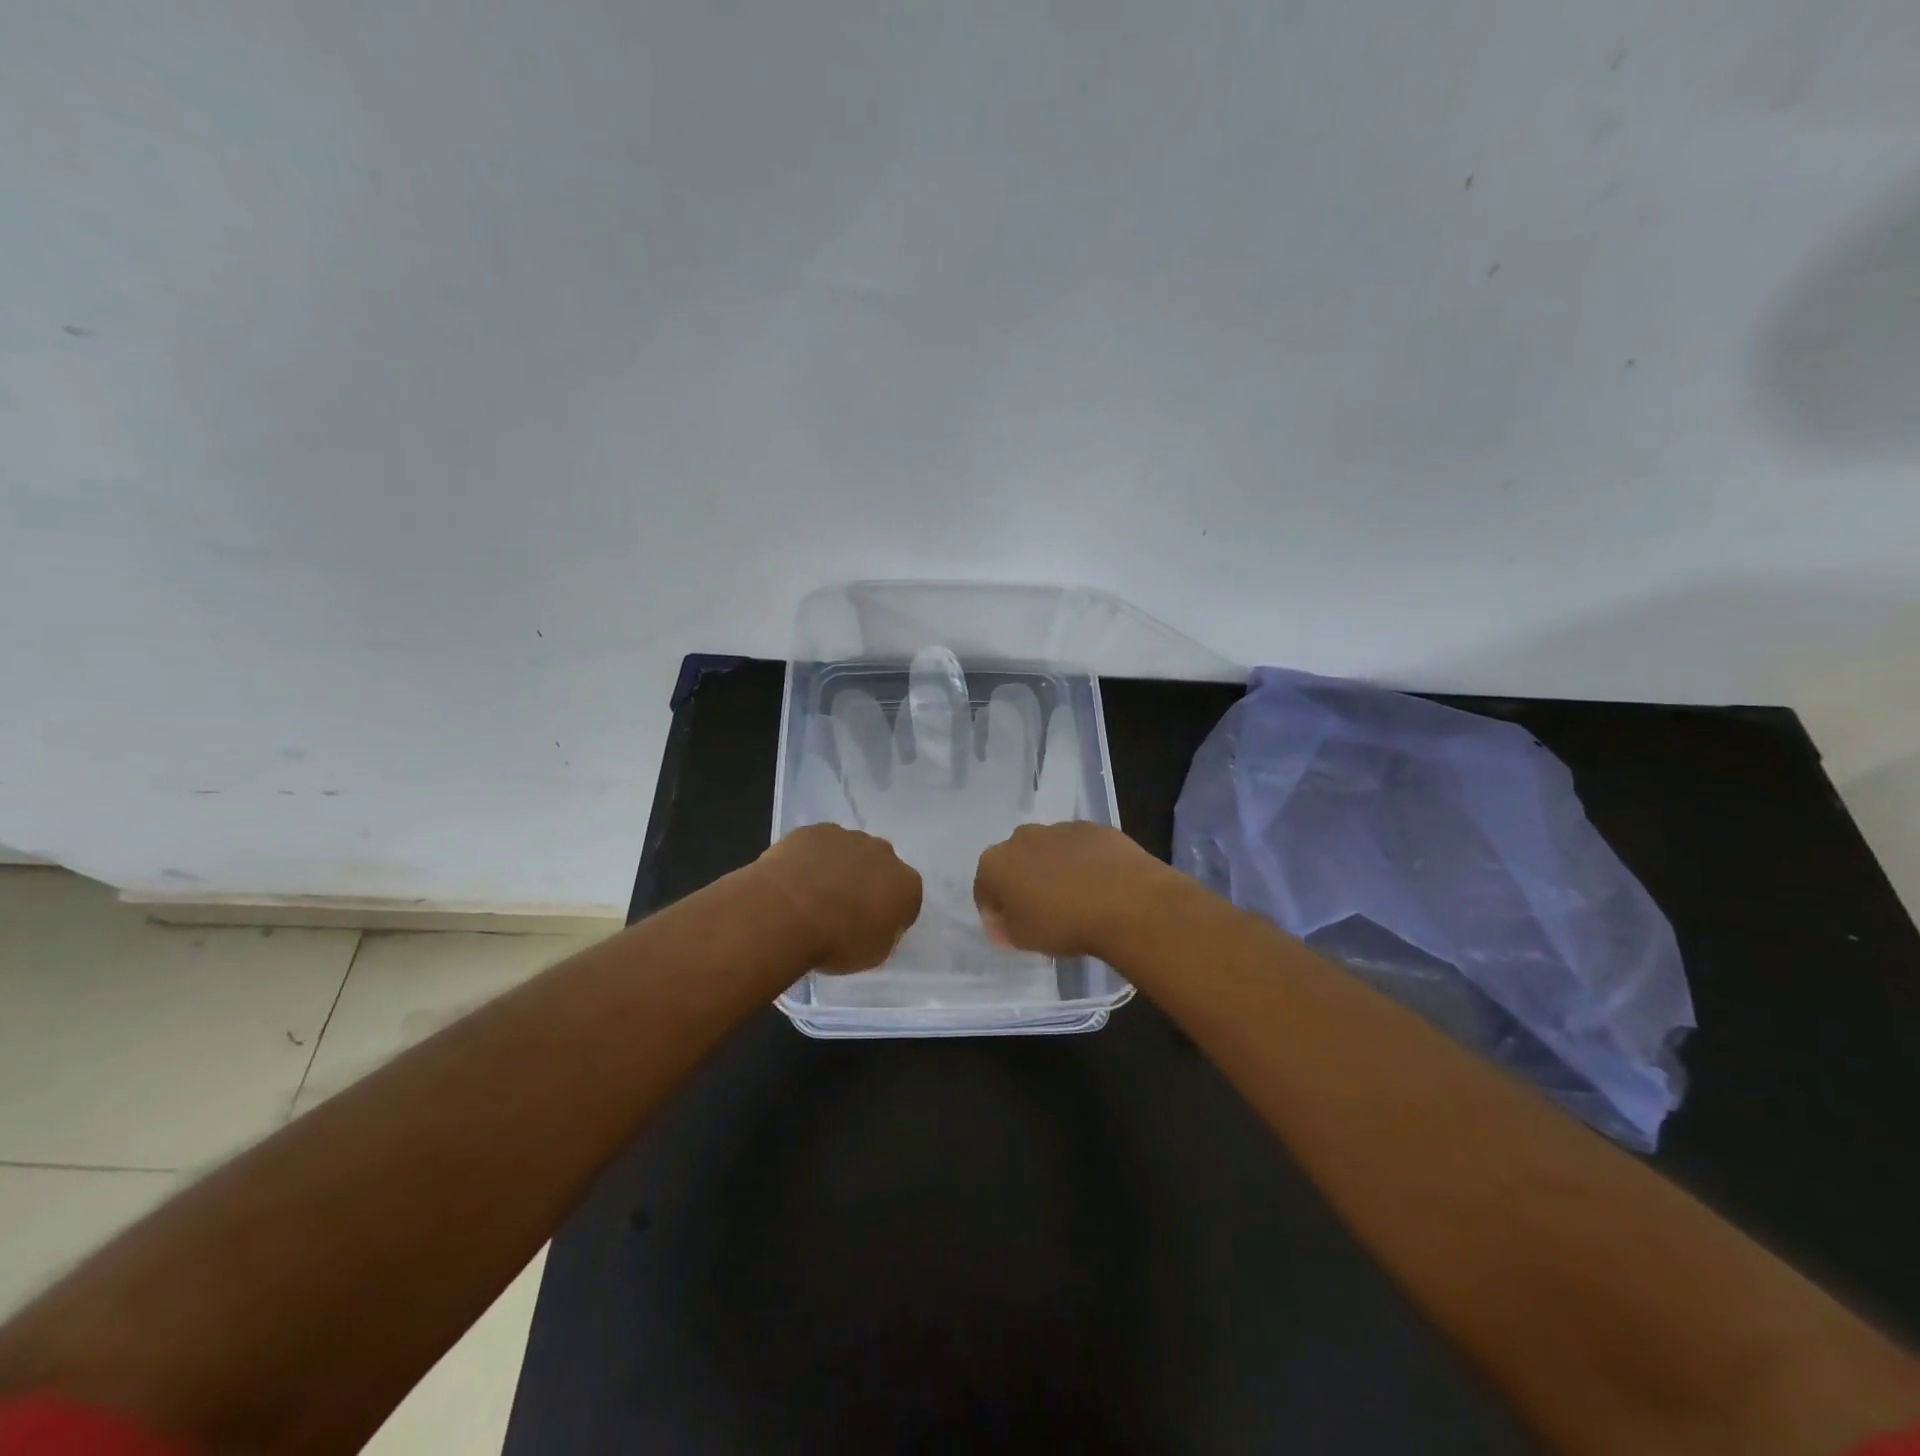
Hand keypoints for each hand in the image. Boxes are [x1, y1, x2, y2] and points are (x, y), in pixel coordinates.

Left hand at [754, 824, 922, 971]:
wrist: (786, 913)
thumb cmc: (836, 941)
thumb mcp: (873, 954)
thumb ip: (884, 933)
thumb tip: (877, 921)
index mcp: (906, 884)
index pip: (907, 900)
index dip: (890, 915)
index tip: (871, 929)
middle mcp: (884, 853)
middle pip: (881, 868)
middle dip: (867, 883)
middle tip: (843, 910)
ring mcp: (849, 837)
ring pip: (850, 851)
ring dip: (840, 868)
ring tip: (814, 895)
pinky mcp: (815, 830)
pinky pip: (819, 845)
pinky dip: (812, 858)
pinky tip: (795, 879)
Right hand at [973, 821, 1182, 958]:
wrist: (1127, 902)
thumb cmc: (1064, 924)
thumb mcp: (1024, 939)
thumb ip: (1006, 928)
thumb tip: (1005, 922)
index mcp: (996, 863)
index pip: (984, 888)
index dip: (994, 912)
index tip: (1010, 930)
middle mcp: (1022, 837)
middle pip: (1015, 862)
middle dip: (1023, 883)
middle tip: (1042, 912)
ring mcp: (1059, 828)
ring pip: (1047, 851)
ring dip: (1053, 870)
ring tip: (1076, 898)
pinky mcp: (1093, 828)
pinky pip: (1079, 847)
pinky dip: (1083, 862)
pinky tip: (1099, 885)